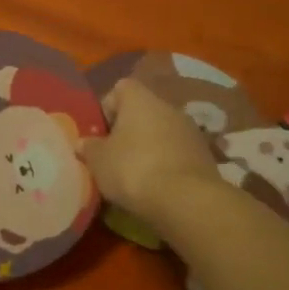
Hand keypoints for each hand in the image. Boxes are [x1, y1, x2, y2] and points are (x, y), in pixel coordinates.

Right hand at [79, 79, 221, 218]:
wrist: (186, 201)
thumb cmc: (133, 169)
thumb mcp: (98, 161)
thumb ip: (88, 148)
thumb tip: (83, 143)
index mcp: (140, 99)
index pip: (120, 88)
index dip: (107, 108)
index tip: (100, 133)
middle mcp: (168, 107)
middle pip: (142, 112)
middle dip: (128, 132)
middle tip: (113, 156)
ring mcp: (190, 131)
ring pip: (161, 133)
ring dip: (149, 148)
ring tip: (135, 176)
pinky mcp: (205, 156)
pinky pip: (177, 153)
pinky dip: (166, 165)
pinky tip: (157, 186)